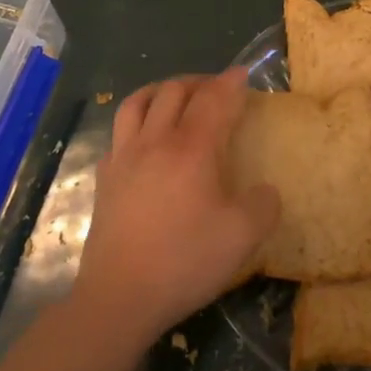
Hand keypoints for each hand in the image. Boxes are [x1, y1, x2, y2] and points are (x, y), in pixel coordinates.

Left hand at [74, 67, 279, 348]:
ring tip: (175, 96)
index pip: (213, 99)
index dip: (231, 82)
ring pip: (138, 102)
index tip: (243, 73)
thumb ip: (263, 207)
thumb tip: (266, 190)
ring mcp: (124, 158)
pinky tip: (144, 139)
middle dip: (199, 81)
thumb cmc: (184, 261)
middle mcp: (155, 141)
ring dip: (161, 90)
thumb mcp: (242, 238)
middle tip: (216, 88)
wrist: (119, 297)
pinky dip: (136, 122)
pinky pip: (119, 133)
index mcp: (192, 148)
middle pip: (174, 91)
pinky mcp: (105, 179)